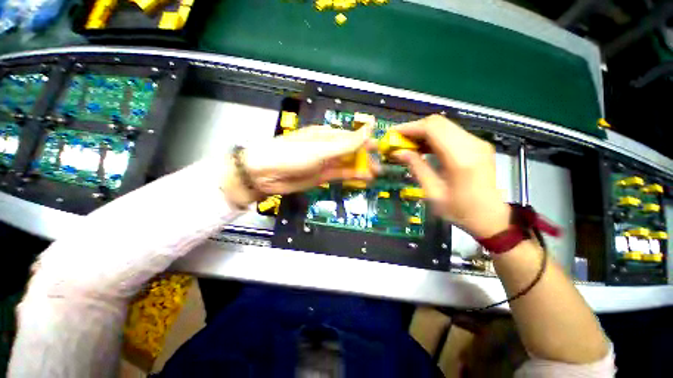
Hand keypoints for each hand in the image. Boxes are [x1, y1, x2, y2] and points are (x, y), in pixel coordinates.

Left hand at [223, 125, 377, 207]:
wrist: (265, 175)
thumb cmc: (292, 155)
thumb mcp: (322, 148)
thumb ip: (347, 143)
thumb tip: (371, 126)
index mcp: (328, 135)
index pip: (353, 136)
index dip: (368, 141)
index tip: (382, 148)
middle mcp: (329, 148)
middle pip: (352, 151)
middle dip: (367, 157)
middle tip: (381, 166)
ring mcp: (326, 163)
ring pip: (348, 164)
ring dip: (362, 168)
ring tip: (375, 174)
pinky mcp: (323, 177)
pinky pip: (341, 175)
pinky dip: (353, 176)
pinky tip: (364, 179)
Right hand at [391, 115, 509, 237]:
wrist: (492, 218)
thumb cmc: (460, 211)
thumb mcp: (433, 193)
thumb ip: (417, 168)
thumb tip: (398, 152)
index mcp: (460, 159)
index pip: (432, 128)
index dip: (410, 128)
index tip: (393, 133)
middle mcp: (472, 144)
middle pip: (438, 122)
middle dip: (415, 129)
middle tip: (399, 140)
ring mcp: (477, 143)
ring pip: (444, 125)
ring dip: (423, 132)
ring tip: (408, 144)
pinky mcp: (478, 145)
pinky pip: (451, 133)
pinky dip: (434, 137)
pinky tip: (423, 147)